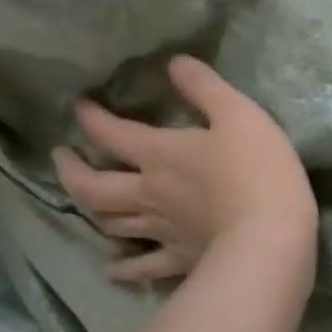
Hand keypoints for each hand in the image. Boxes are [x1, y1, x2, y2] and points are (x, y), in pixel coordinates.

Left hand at [52, 56, 317, 283]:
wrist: (270, 236)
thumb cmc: (257, 168)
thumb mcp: (239, 114)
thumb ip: (205, 87)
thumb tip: (174, 62)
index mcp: (160, 154)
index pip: (112, 133)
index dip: (91, 118)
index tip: (79, 105)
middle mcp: (149, 193)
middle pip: (94, 186)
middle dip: (72, 169)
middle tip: (61, 156)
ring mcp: (161, 231)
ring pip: (111, 223)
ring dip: (90, 209)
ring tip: (84, 199)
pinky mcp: (180, 260)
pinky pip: (142, 267)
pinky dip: (123, 268)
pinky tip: (113, 269)